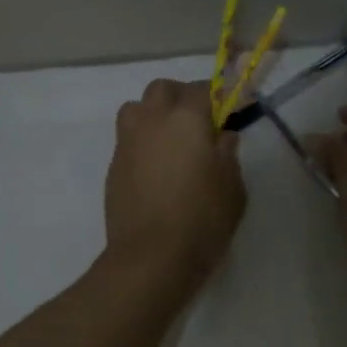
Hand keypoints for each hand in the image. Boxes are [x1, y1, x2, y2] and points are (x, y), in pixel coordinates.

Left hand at [105, 79, 246, 280]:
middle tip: (199, 118)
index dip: (219, 94)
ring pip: (136, 108)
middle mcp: (153, 121)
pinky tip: (156, 165)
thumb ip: (228, 154)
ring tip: (170, 138)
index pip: (203, 90)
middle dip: (181, 95)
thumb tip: (222, 137)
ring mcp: (128, 142)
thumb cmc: (202, 220)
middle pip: (162, 89)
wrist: (150, 257)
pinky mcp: (113, 166)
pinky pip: (127, 138)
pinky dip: (142, 140)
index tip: (232, 105)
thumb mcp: (232, 188)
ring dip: (153, 113)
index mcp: (186, 119)